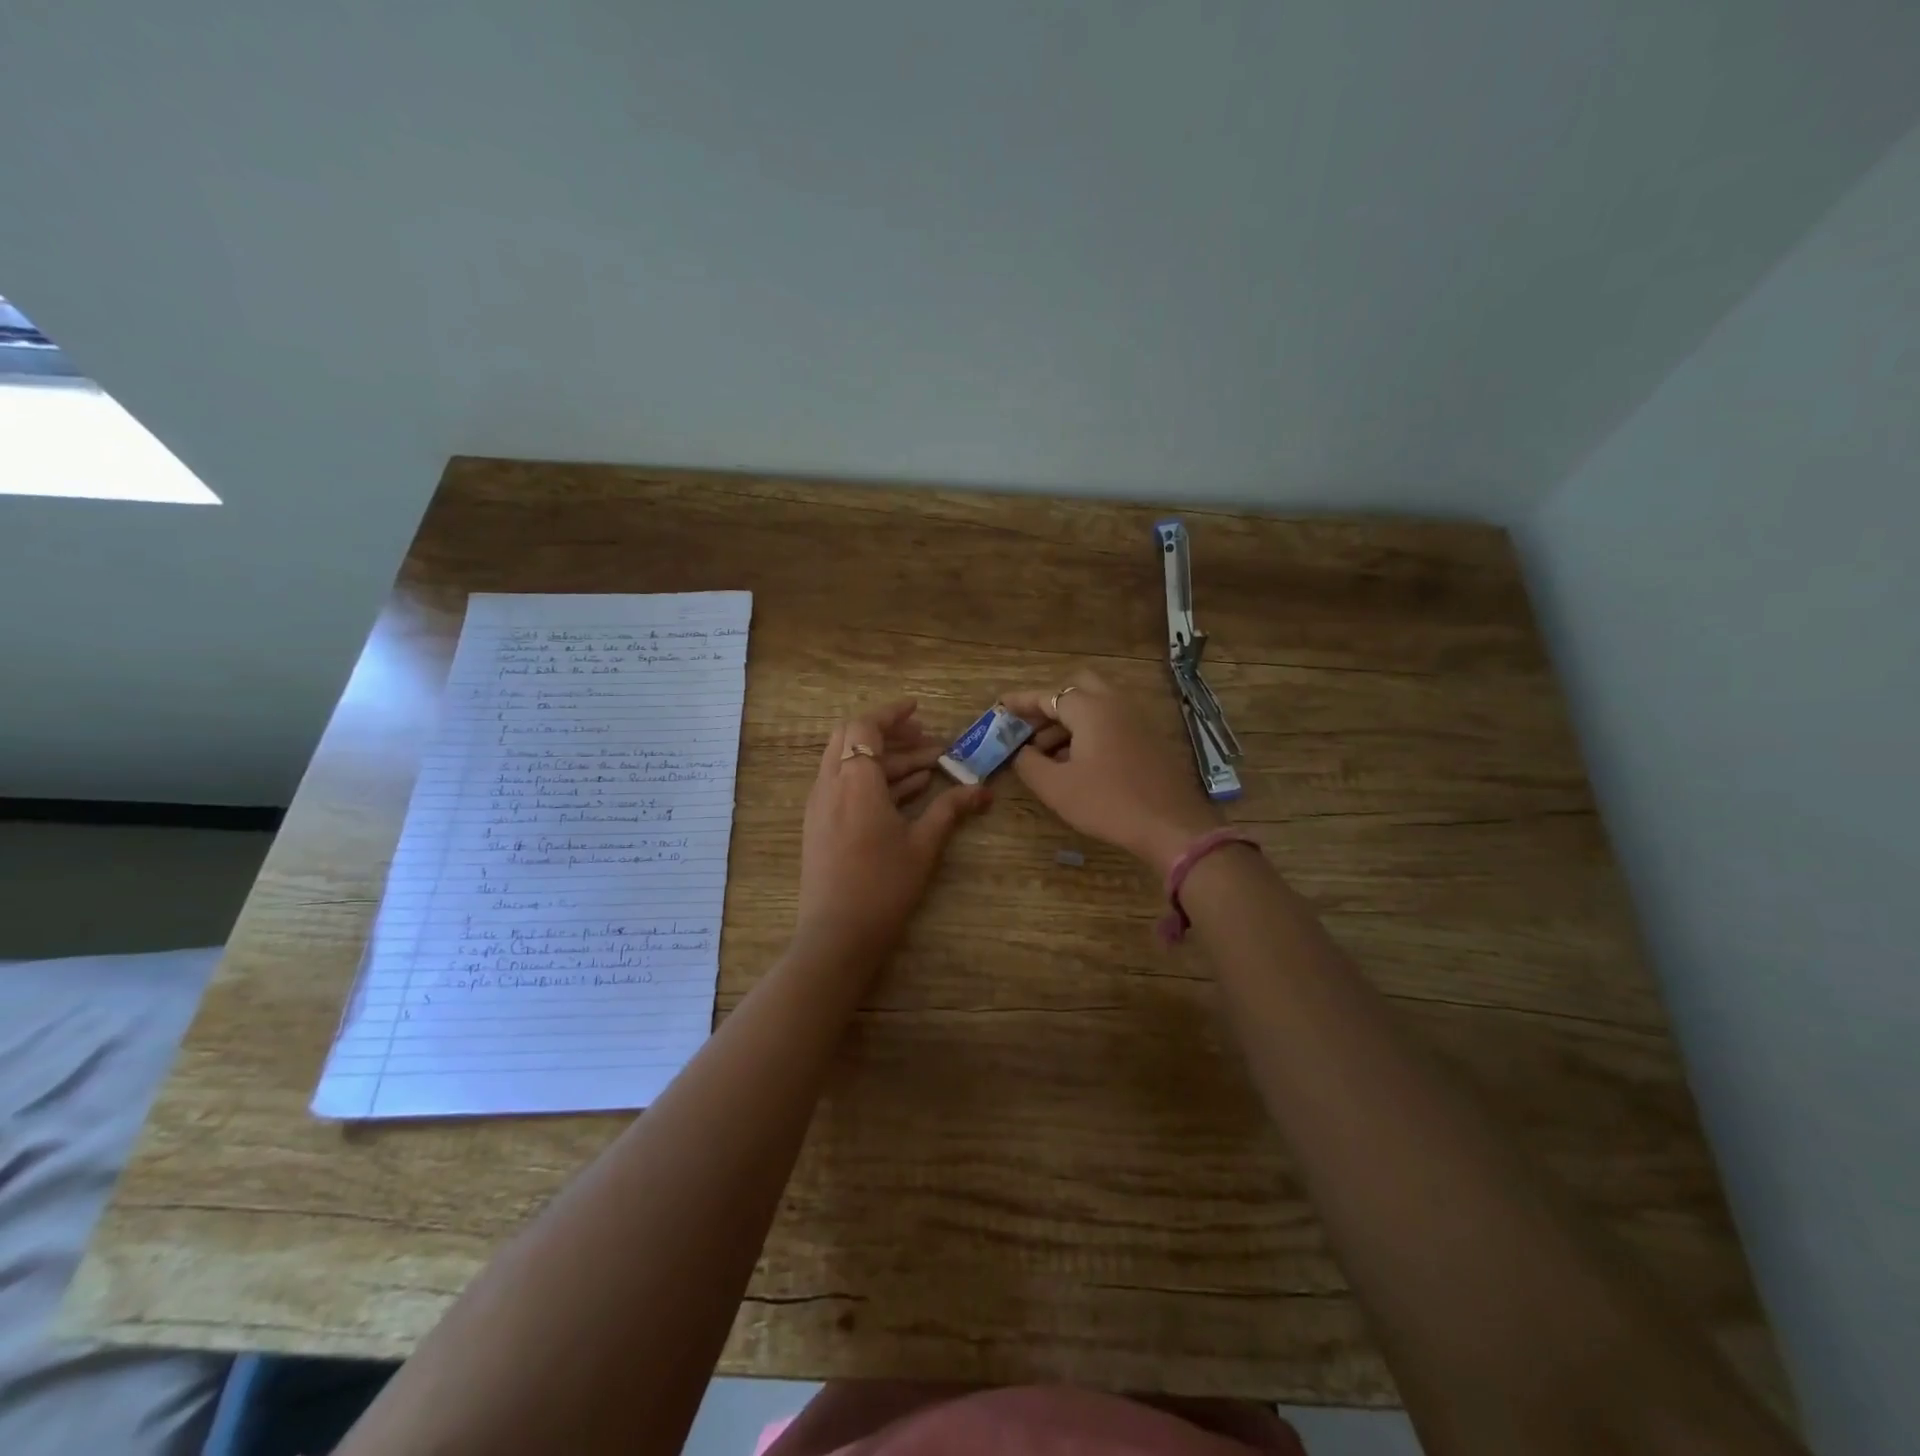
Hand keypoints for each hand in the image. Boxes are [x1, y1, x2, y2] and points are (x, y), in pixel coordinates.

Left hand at [796, 699, 991, 963]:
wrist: (837, 935)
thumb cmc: (883, 885)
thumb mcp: (923, 845)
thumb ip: (950, 809)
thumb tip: (983, 790)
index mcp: (854, 781)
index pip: (865, 727)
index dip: (891, 714)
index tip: (918, 710)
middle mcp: (830, 784)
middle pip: (851, 738)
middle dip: (888, 733)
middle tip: (924, 738)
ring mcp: (820, 805)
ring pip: (848, 762)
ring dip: (885, 759)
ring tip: (928, 767)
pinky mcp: (820, 824)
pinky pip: (844, 785)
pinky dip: (872, 780)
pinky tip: (905, 792)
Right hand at [1003, 672, 1222, 874]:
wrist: (1171, 825)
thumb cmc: (1108, 803)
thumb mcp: (1056, 787)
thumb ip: (1029, 763)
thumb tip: (1020, 751)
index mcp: (1090, 709)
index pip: (1048, 695)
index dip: (1022, 701)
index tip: (1000, 706)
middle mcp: (1115, 704)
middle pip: (1077, 688)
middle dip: (1049, 705)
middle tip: (1029, 729)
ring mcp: (1136, 720)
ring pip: (1095, 706)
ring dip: (1068, 721)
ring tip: (1045, 754)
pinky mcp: (1148, 739)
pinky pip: (1111, 723)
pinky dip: (1089, 732)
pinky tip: (1076, 763)